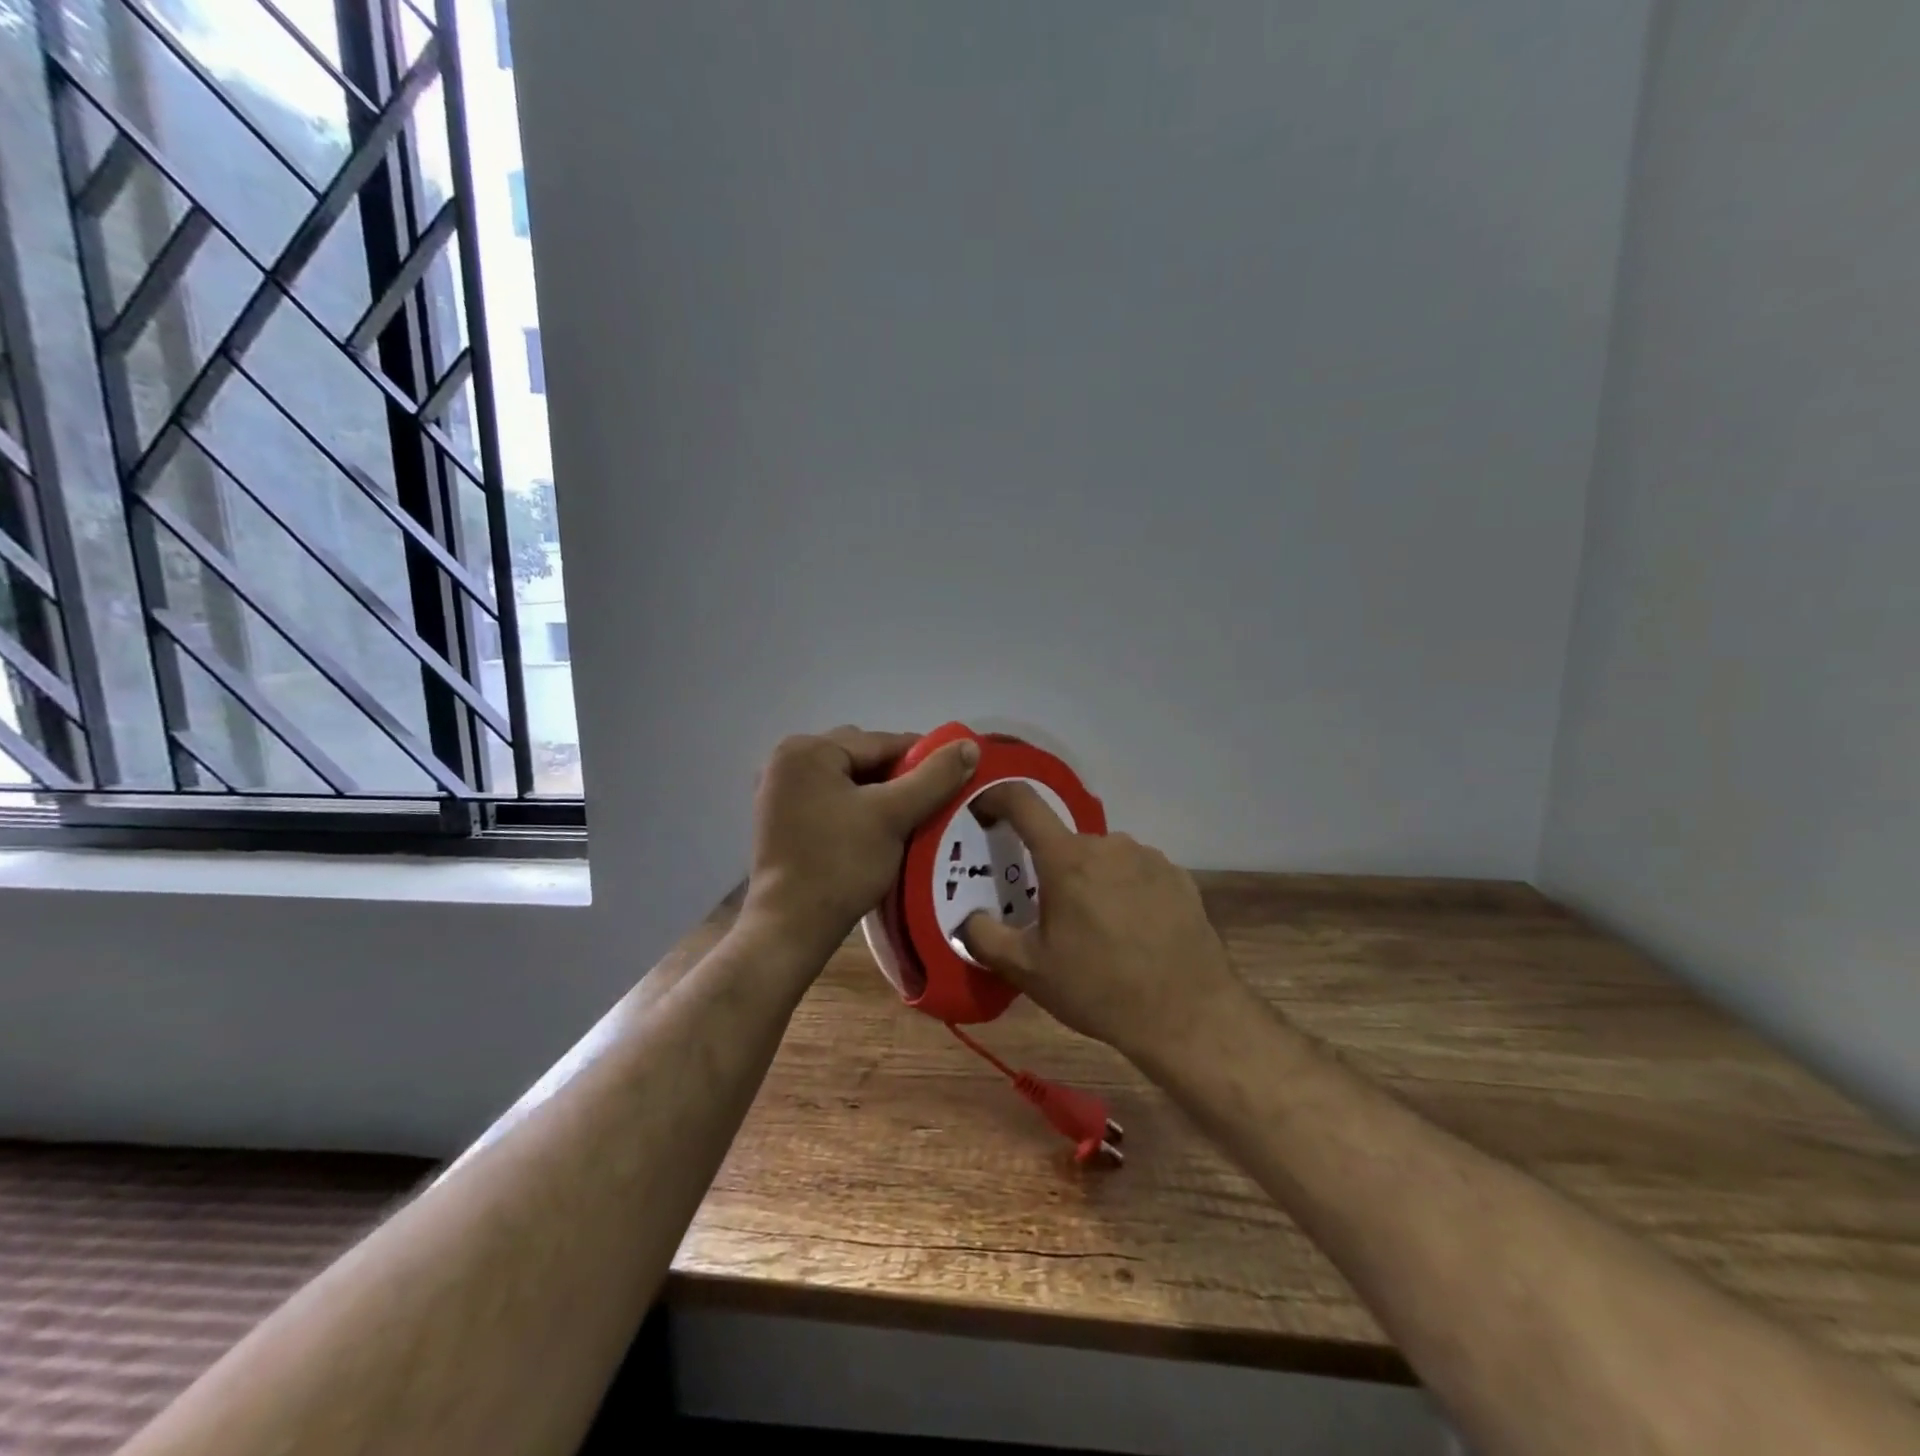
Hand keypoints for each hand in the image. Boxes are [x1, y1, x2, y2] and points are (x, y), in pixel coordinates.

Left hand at [745, 726, 979, 956]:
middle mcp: (787, 761)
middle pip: (863, 759)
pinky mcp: (780, 820)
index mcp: (808, 750)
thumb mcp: (894, 816)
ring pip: (848, 781)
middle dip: (899, 778)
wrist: (790, 928)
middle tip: (931, 804)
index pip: (881, 742)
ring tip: (910, 819)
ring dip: (880, 795)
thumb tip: (970, 746)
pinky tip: (878, 832)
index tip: (956, 778)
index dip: (924, 759)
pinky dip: (857, 809)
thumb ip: (934, 777)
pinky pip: (831, 800)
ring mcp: (779, 791)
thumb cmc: (840, 865)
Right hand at [958, 784, 1256, 1068]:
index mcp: (1067, 859)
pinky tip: (1133, 932)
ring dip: (1090, 880)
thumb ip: (985, 937)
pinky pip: (1137, 872)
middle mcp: (1109, 845)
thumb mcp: (1029, 972)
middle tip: (1049, 913)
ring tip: (1096, 930)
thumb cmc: (1099, 989)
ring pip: (1103, 858)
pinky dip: (1125, 890)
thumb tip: (967, 918)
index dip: (996, 797)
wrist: (1189, 1016)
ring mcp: (1149, 858)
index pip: (1023, 802)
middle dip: (1050, 869)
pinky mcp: (1179, 877)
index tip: (982, 810)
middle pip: (1065, 843)